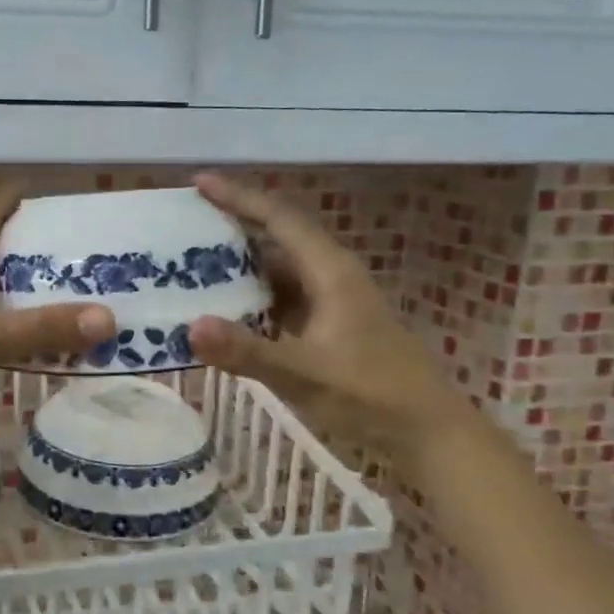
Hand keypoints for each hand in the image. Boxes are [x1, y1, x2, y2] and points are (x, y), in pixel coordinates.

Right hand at [186, 173, 468, 451]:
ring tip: (193, 261)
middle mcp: (330, 276)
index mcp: (330, 272)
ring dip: (240, 263)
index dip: (239, 197)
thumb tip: (190, 327)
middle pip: (278, 236)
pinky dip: (252, 295)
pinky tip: (225, 309)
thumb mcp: (304, 374)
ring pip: (279, 268)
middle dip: (234, 224)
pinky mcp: (329, 325)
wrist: (427, 431)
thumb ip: (247, 352)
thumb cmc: (370, 395)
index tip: (199, 182)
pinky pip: (282, 297)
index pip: (279, 219)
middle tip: (186, 222)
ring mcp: (331, 301)